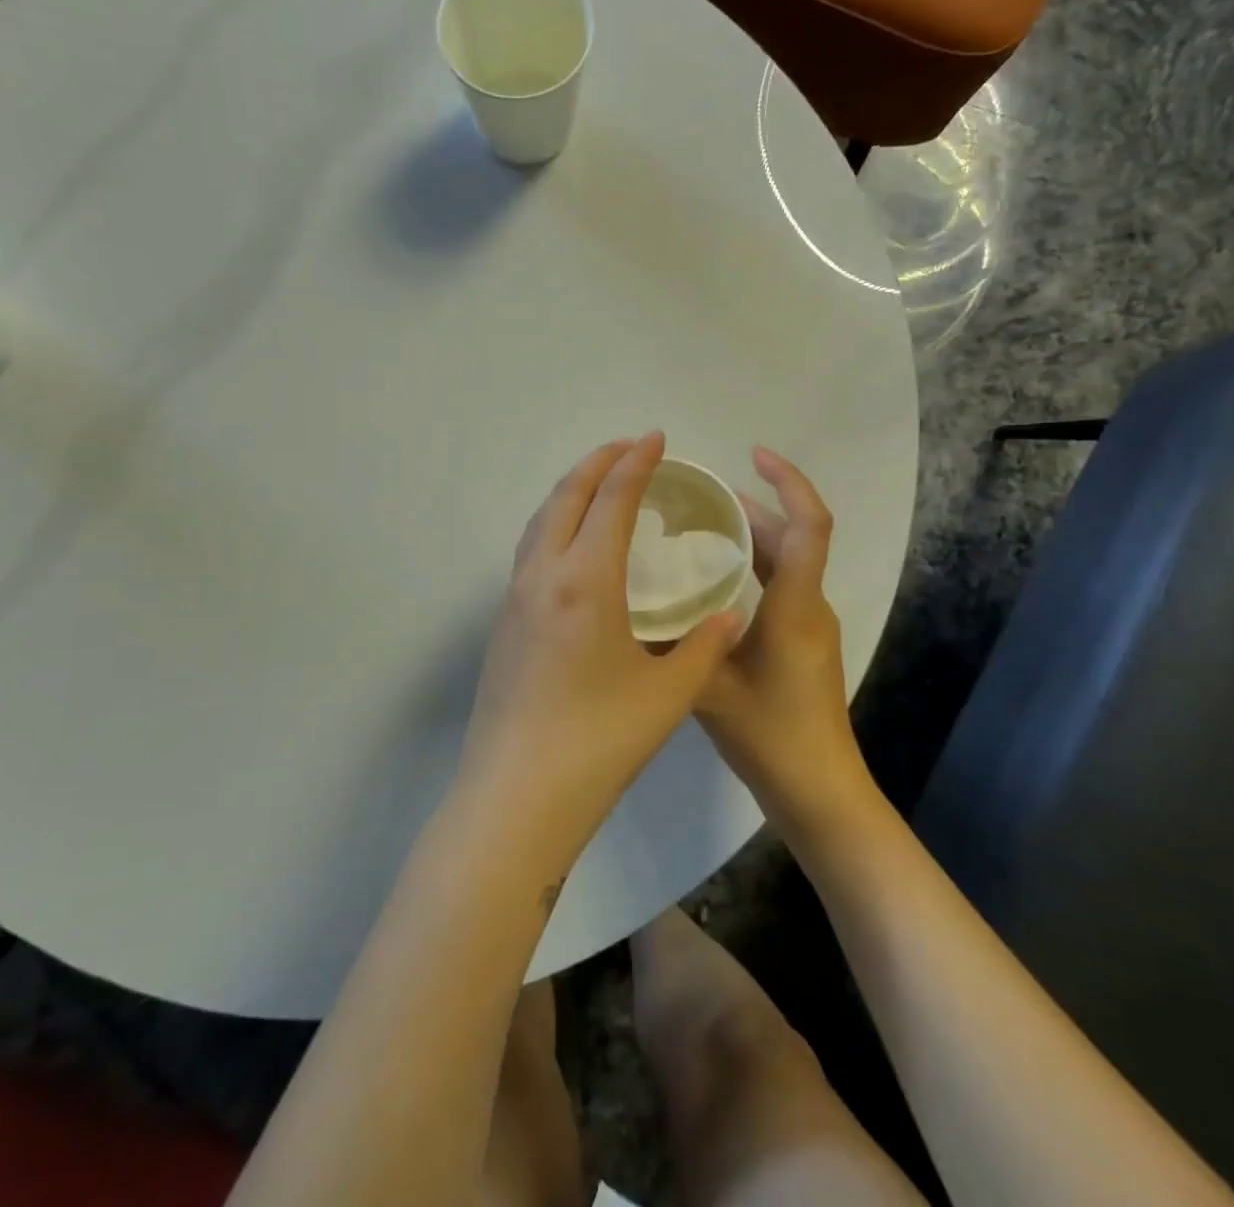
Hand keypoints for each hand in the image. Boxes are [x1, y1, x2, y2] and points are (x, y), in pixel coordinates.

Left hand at [455, 433, 744, 865]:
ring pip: (540, 521)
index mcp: (585, 581)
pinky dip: (554, 525)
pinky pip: (530, 551)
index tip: (657, 437)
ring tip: (600, 485)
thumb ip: (703, 647)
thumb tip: (731, 616)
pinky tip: (573, 547)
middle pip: (565, 497)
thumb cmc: (599, 742)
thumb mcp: (668, 695)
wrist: (517, 795)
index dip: (636, 463)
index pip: (611, 500)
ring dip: (570, 491)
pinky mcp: (503, 624)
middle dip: (597, 463)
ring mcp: (515, 599)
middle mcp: (543, 576)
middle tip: (630, 447)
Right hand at [698, 448, 878, 842]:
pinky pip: (782, 586)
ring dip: (752, 537)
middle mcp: (809, 606)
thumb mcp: (709, 688)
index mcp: (795, 606)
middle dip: (755, 506)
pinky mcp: (803, 643)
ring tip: (700, 526)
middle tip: (701, 495)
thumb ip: (675, 646)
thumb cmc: (770, 737)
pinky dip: (752, 568)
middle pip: (794, 538)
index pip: (809, 526)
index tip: (755, 456)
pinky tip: (710, 582)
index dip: (789, 482)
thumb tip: (634, 608)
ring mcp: (810, 626)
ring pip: (787, 562)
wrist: (819, 791)